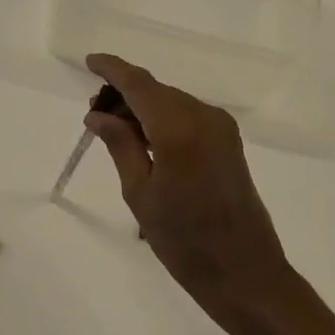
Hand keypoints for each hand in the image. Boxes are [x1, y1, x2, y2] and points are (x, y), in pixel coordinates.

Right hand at [84, 54, 299, 334]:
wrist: (245, 272)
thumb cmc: (184, 240)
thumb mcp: (140, 193)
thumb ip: (120, 145)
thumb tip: (97, 114)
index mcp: (178, 128)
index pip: (139, 84)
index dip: (113, 69)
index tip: (90, 61)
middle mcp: (204, 117)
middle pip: (156, 90)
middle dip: (124, 94)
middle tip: (95, 115)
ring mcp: (221, 128)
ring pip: (172, 102)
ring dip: (143, 108)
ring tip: (115, 131)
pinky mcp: (229, 142)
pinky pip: (188, 116)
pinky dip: (162, 119)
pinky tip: (144, 140)